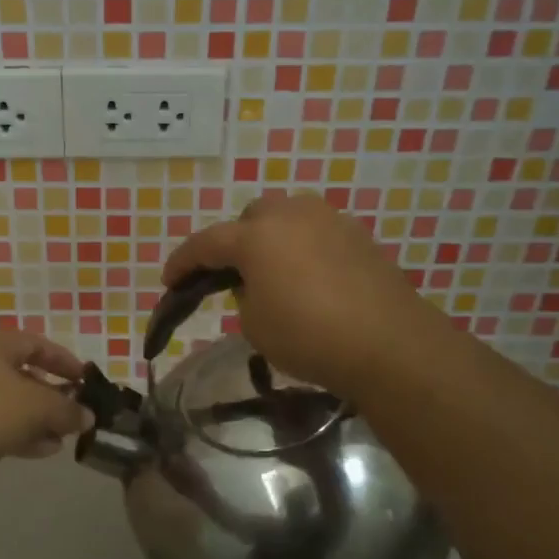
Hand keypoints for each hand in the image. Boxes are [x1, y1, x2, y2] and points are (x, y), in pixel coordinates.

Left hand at [0, 331, 89, 483]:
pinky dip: (15, 433)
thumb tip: (87, 416)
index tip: (84, 380)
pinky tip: (38, 451)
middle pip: (19, 374)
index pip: (34, 343)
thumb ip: (66, 410)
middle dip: (50, 395)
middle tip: (72, 413)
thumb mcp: (36, 407)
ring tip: (60, 439)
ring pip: (5, 403)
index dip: (62, 359)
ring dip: (35, 419)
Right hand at [163, 195, 444, 399]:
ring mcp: (329, 220)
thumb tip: (256, 283)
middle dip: (235, 242)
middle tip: (231, 275)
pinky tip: (310, 280)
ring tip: (273, 274)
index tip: (169, 280)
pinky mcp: (359, 236)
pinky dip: (303, 249)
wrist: (389, 343)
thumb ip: (244, 295)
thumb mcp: (255, 325)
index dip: (182, 262)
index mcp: (256, 236)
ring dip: (272, 240)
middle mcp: (291, 215)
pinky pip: (317, 233)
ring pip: (288, 218)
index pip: (206, 243)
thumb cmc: (309, 336)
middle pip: (250, 218)